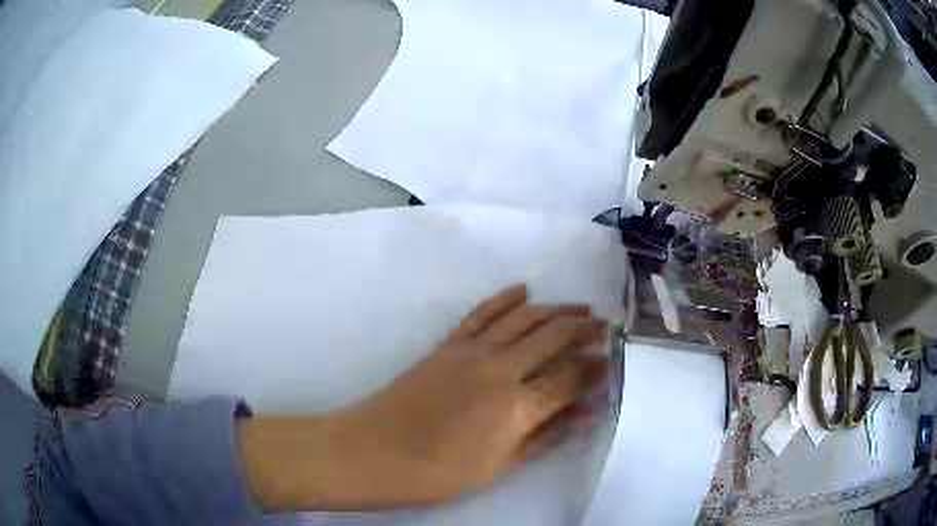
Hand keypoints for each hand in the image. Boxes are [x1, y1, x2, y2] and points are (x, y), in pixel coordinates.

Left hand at [240, 284, 608, 511]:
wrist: (371, 452)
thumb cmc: (437, 474)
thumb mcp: (498, 468)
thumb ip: (545, 437)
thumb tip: (587, 413)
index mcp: (516, 407)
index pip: (569, 378)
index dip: (595, 369)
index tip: (611, 363)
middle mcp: (499, 369)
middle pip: (553, 336)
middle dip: (585, 329)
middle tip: (606, 328)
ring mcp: (471, 351)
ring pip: (524, 317)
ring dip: (556, 309)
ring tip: (580, 309)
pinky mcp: (447, 344)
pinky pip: (482, 312)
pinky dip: (506, 297)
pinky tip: (524, 290)